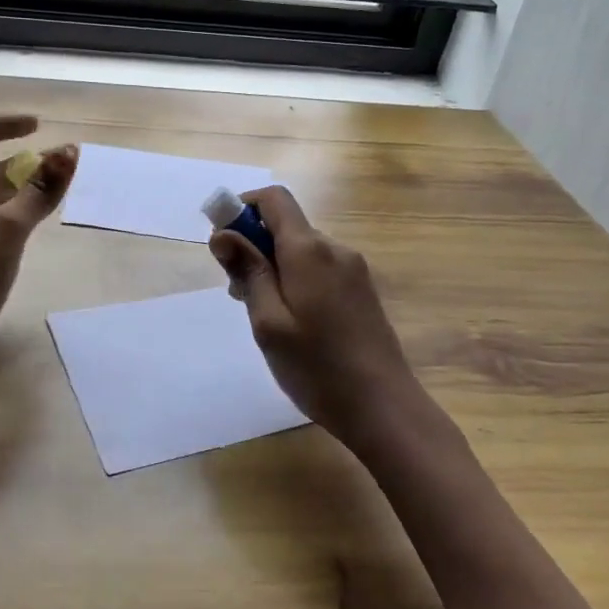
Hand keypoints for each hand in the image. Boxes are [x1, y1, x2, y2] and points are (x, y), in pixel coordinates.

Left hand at [0, 115, 78, 346]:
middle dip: (17, 164)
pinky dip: (1, 213)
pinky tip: (28, 220)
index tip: (37, 126)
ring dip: (12, 190)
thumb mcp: (10, 226)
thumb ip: (41, 188)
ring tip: (51, 189)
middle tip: (57, 164)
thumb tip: (71, 152)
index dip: (1, 126)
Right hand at [209, 186, 421, 448]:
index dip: (243, 208)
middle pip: (286, 227)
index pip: (274, 199)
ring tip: (266, 318)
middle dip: (255, 248)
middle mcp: (334, 249)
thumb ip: (248, 271)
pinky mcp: (362, 290)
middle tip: (240, 295)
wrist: (385, 409)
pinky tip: (295, 325)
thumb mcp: (268, 322)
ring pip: (301, 251)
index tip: (224, 242)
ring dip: (275, 269)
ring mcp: (353, 270)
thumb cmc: (317, 367)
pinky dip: (297, 281)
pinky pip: (319, 269)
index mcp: (309, 250)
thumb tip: (223, 233)